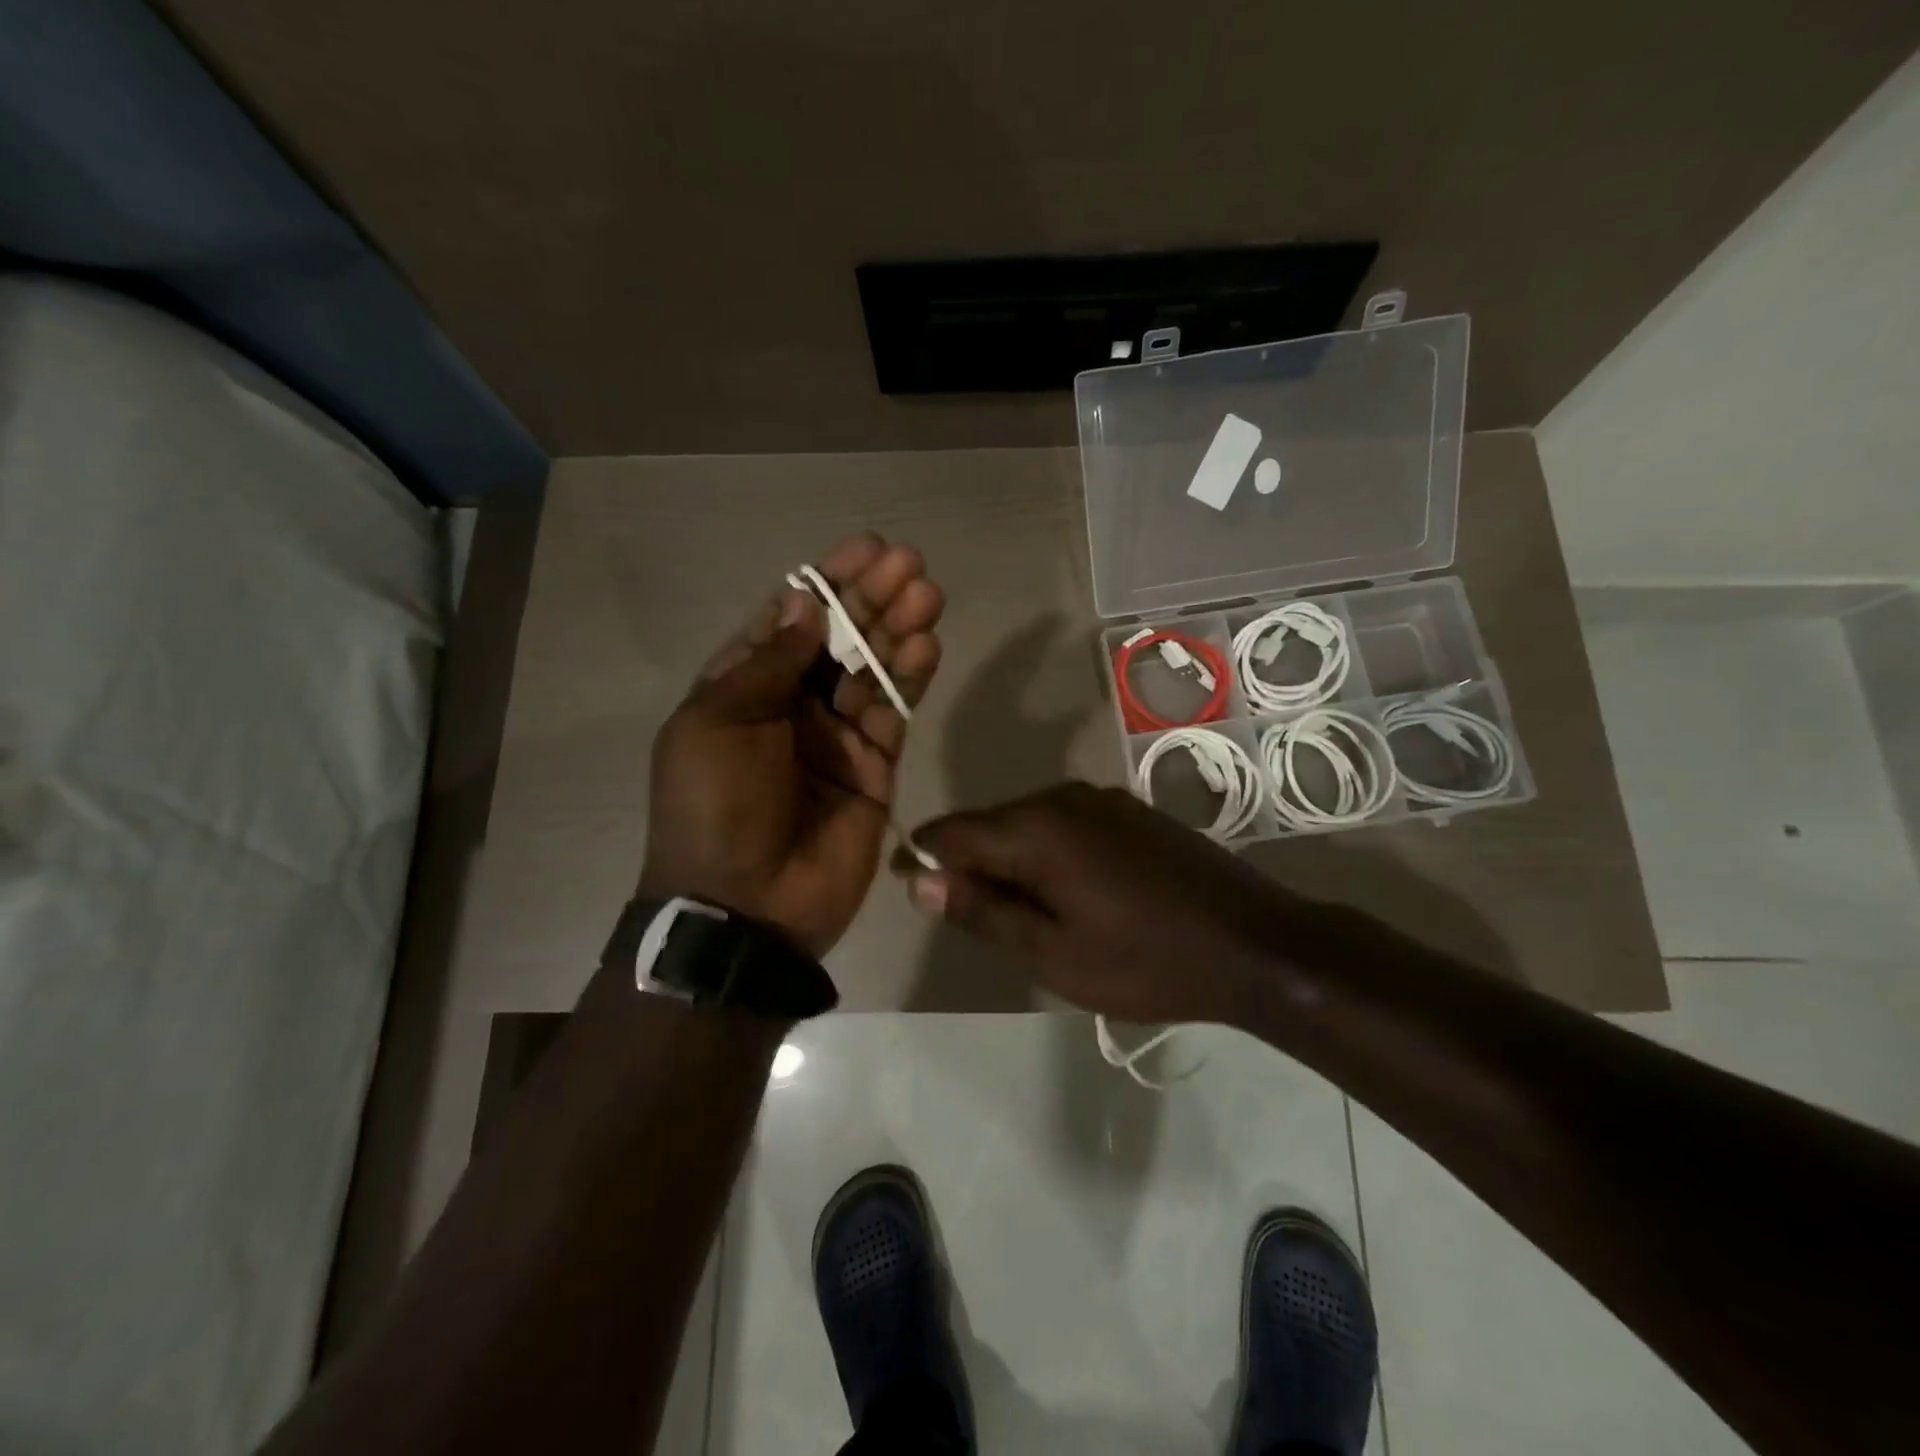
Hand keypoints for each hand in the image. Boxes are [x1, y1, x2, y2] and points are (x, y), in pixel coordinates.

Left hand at [641, 534, 943, 957]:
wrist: (745, 905)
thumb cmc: (715, 805)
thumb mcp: (718, 722)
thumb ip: (769, 663)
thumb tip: (806, 602)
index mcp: (742, 688)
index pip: (790, 619)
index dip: (826, 582)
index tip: (864, 548)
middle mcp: (791, 704)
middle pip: (838, 638)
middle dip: (872, 598)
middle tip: (910, 563)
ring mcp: (835, 736)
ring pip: (872, 670)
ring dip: (898, 630)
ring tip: (928, 594)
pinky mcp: (874, 767)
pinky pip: (895, 713)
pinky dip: (910, 679)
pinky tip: (927, 645)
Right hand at [895, 782, 1312, 1024]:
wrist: (1255, 944)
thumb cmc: (1145, 960)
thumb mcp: (1051, 953)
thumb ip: (981, 911)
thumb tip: (921, 879)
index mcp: (1035, 827)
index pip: (951, 831)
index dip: (924, 859)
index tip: (913, 891)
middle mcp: (1062, 797)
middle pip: (990, 824)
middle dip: (971, 866)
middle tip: (974, 921)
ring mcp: (1102, 800)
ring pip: (1029, 825)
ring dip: (1012, 863)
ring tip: (1022, 916)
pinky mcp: (1130, 812)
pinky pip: (1065, 826)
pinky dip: (1049, 856)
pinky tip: (1069, 895)